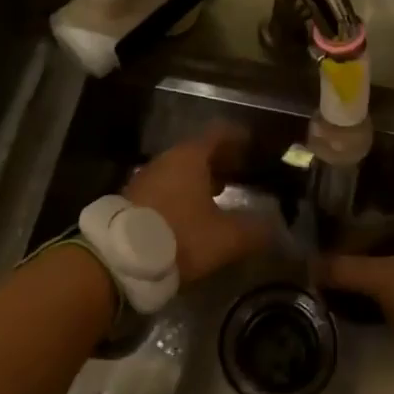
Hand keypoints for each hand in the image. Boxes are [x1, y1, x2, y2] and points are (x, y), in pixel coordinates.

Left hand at [124, 122, 269, 284]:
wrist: (117, 260)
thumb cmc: (179, 237)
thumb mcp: (225, 238)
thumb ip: (254, 230)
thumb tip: (275, 227)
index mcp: (190, 157)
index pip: (219, 133)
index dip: (238, 136)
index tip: (253, 143)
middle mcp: (166, 161)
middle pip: (198, 151)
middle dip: (221, 160)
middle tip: (241, 171)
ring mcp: (145, 179)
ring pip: (179, 171)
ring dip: (200, 179)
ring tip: (220, 194)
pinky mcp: (132, 201)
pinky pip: (165, 188)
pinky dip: (182, 194)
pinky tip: (192, 215)